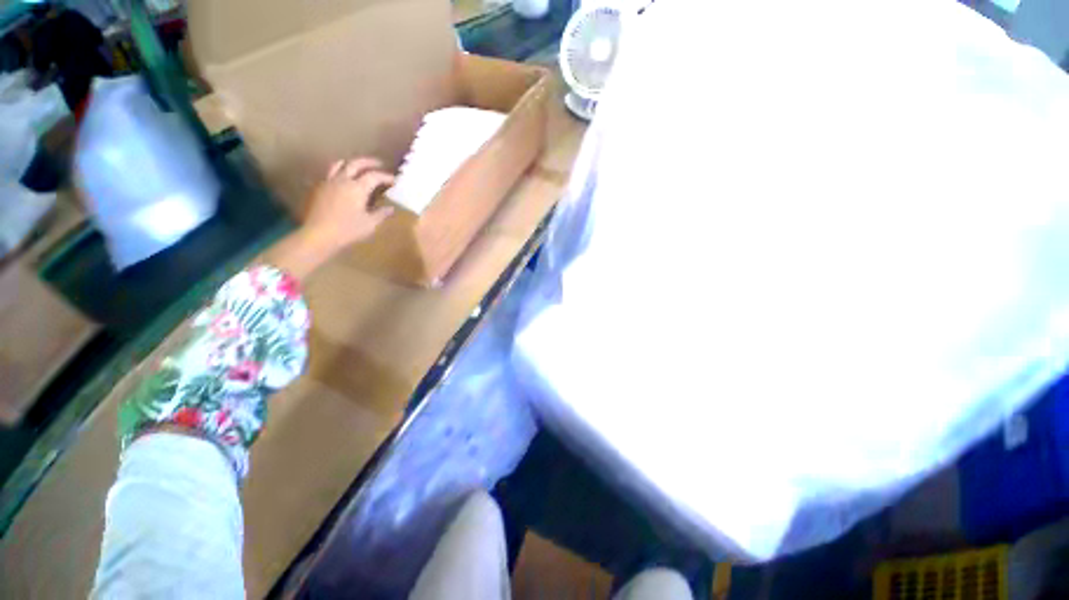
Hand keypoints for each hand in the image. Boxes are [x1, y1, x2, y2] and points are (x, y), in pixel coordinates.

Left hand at [303, 157, 395, 251]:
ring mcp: (328, 182)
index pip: (374, 176)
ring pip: (339, 165)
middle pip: (356, 163)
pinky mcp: (318, 188)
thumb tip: (391, 208)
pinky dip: (338, 172)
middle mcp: (342, 180)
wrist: (318, 234)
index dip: (385, 176)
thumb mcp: (370, 224)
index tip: (394, 180)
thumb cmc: (348, 230)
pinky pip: (329, 174)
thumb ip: (381, 214)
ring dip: (351, 163)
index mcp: (357, 188)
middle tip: (379, 164)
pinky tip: (341, 180)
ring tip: (357, 166)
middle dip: (369, 162)